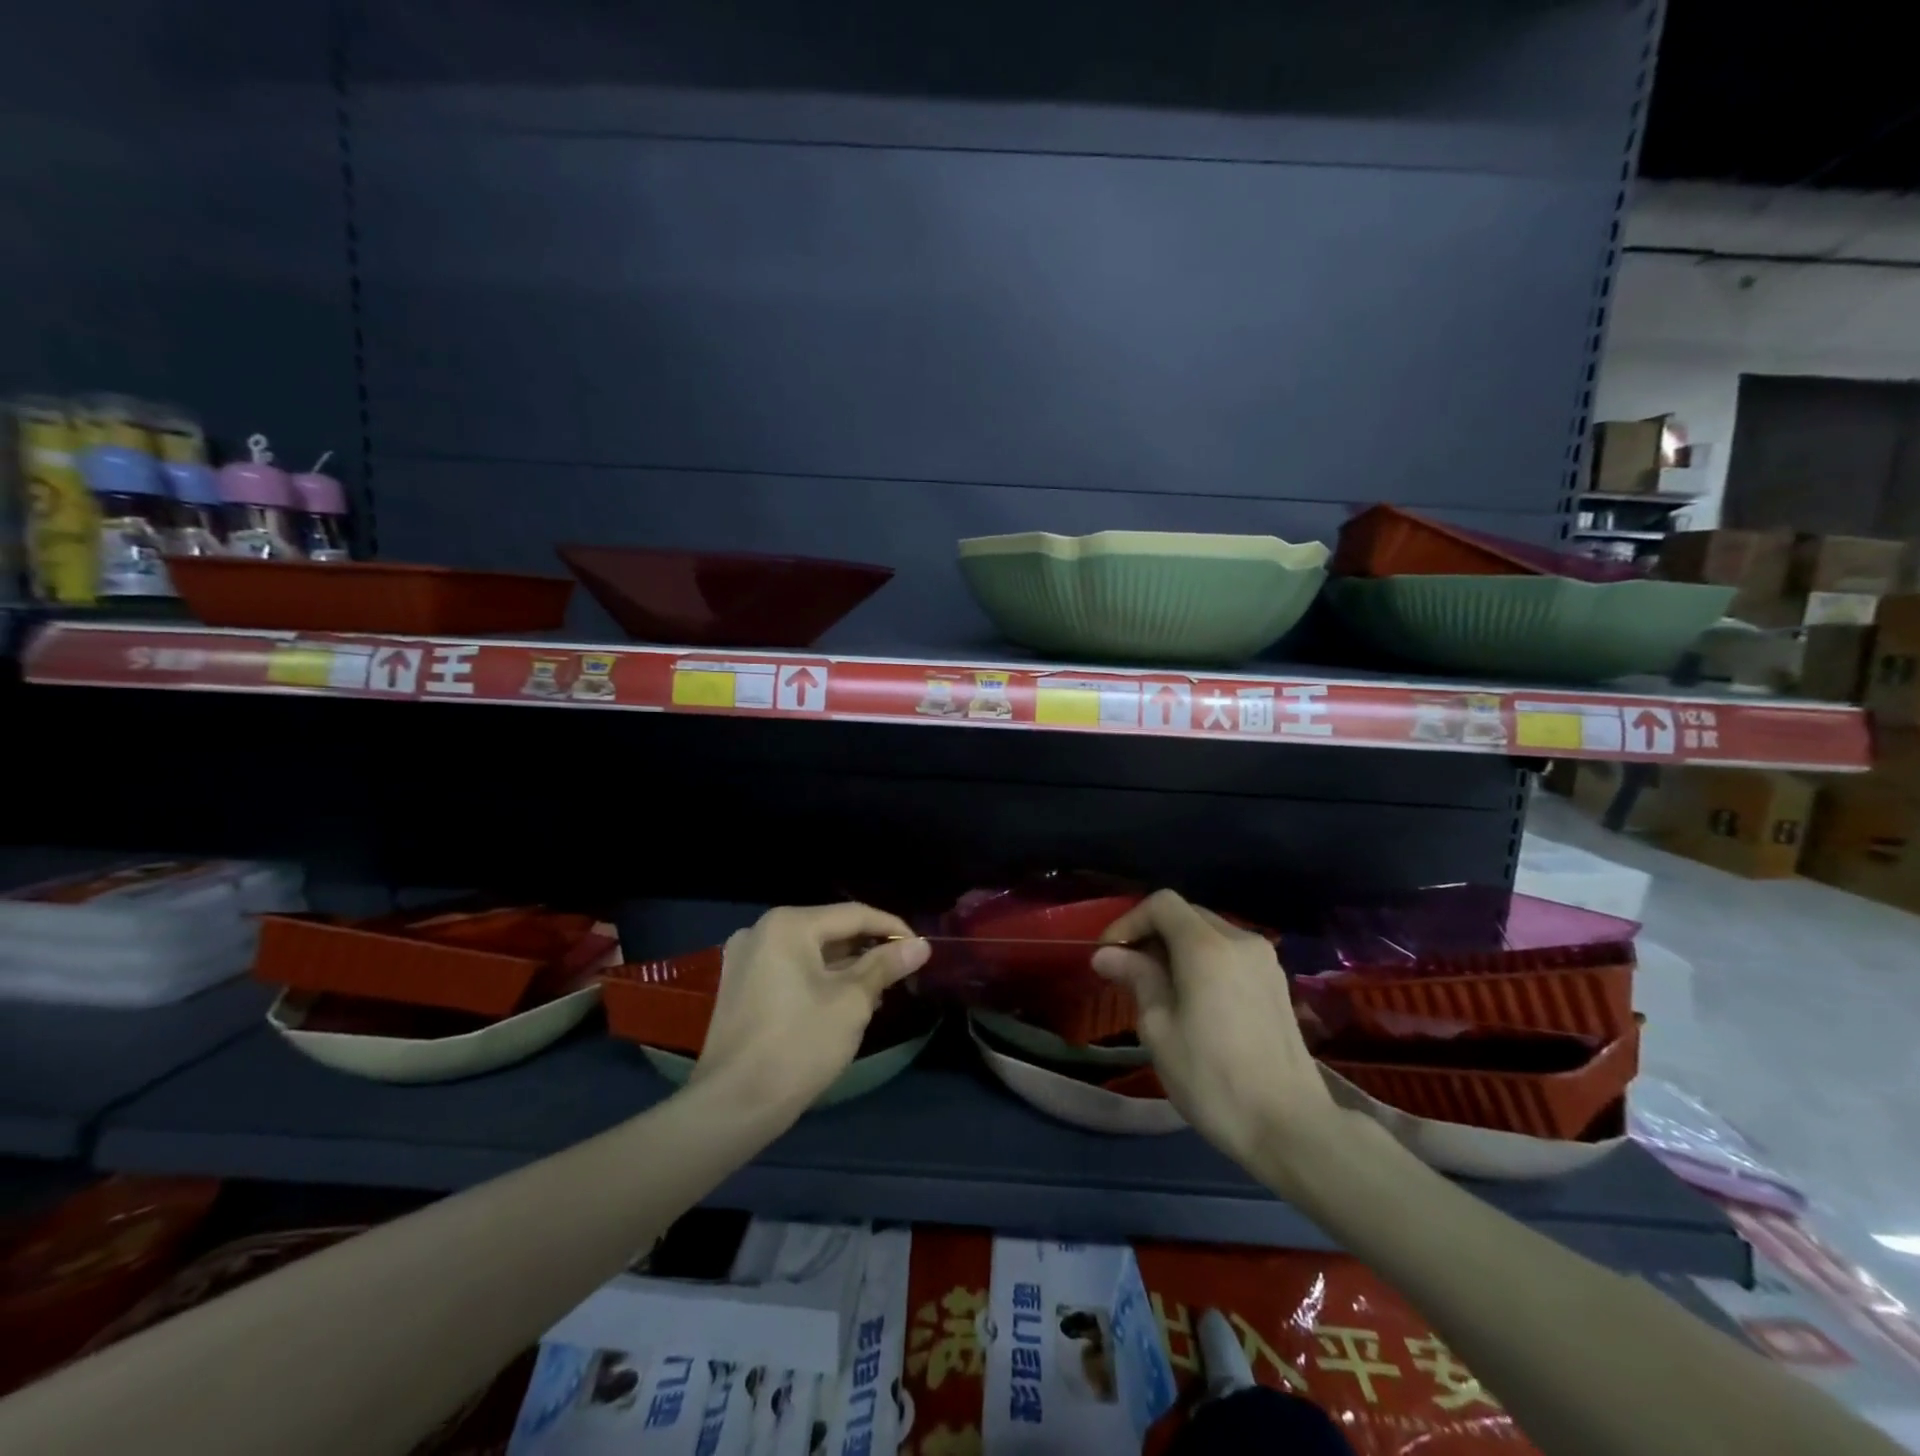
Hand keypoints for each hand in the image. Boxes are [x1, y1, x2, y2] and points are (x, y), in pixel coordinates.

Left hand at [696, 904, 930, 1113]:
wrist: (732, 1107)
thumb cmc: (799, 1045)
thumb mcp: (852, 1002)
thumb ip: (886, 965)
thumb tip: (920, 946)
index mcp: (788, 924)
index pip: (854, 914)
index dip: (892, 928)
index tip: (921, 948)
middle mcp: (762, 931)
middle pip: (829, 930)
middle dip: (868, 950)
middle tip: (903, 972)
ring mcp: (745, 960)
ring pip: (810, 952)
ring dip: (845, 967)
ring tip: (879, 991)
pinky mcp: (739, 987)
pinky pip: (790, 970)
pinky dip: (818, 980)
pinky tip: (842, 1003)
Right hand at [1092, 890, 1341, 1170]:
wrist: (1290, 1127)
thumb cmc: (1212, 1079)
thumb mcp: (1159, 1029)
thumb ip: (1136, 979)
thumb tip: (1107, 954)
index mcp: (1207, 947)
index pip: (1161, 904)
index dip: (1128, 921)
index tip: (1109, 955)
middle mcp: (1240, 940)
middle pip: (1187, 915)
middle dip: (1152, 934)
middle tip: (1127, 971)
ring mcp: (1265, 961)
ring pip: (1209, 933)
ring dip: (1177, 948)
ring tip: (1158, 988)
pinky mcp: (1277, 983)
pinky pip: (1230, 954)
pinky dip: (1203, 961)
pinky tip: (1193, 999)